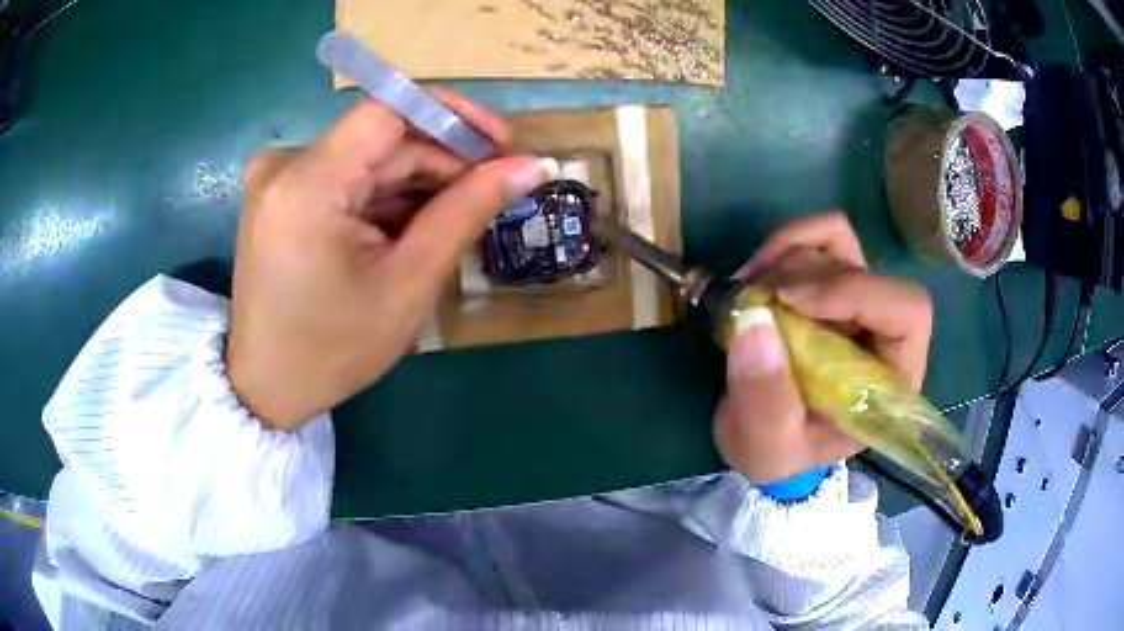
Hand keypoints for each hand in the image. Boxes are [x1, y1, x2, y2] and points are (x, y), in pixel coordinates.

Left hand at [227, 92, 553, 430]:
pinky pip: (347, 178)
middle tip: (492, 193)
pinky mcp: (281, 195)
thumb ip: (468, 210)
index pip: (390, 109)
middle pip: (382, 137)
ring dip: (417, 183)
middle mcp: (286, 164)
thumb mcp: (408, 282)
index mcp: (307, 182)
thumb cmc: (333, 349)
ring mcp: (279, 178)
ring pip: (368, 158)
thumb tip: (533, 165)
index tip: (502, 146)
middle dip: (442, 160)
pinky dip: (385, 197)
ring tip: (455, 221)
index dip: (453, 116)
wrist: (267, 388)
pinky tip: (410, 230)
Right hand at [714, 212, 932, 483]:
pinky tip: (758, 270)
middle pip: (865, 271)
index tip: (789, 300)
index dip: (856, 293)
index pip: (908, 312)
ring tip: (749, 293)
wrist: (763, 438)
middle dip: (803, 278)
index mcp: (891, 378)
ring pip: (839, 243)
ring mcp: (857, 300)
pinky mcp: (830, 282)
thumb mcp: (768, 448)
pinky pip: (820, 235)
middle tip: (752, 300)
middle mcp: (883, 331)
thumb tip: (754, 321)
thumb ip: (765, 402)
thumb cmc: (779, 452)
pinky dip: (786, 241)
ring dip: (786, 257)